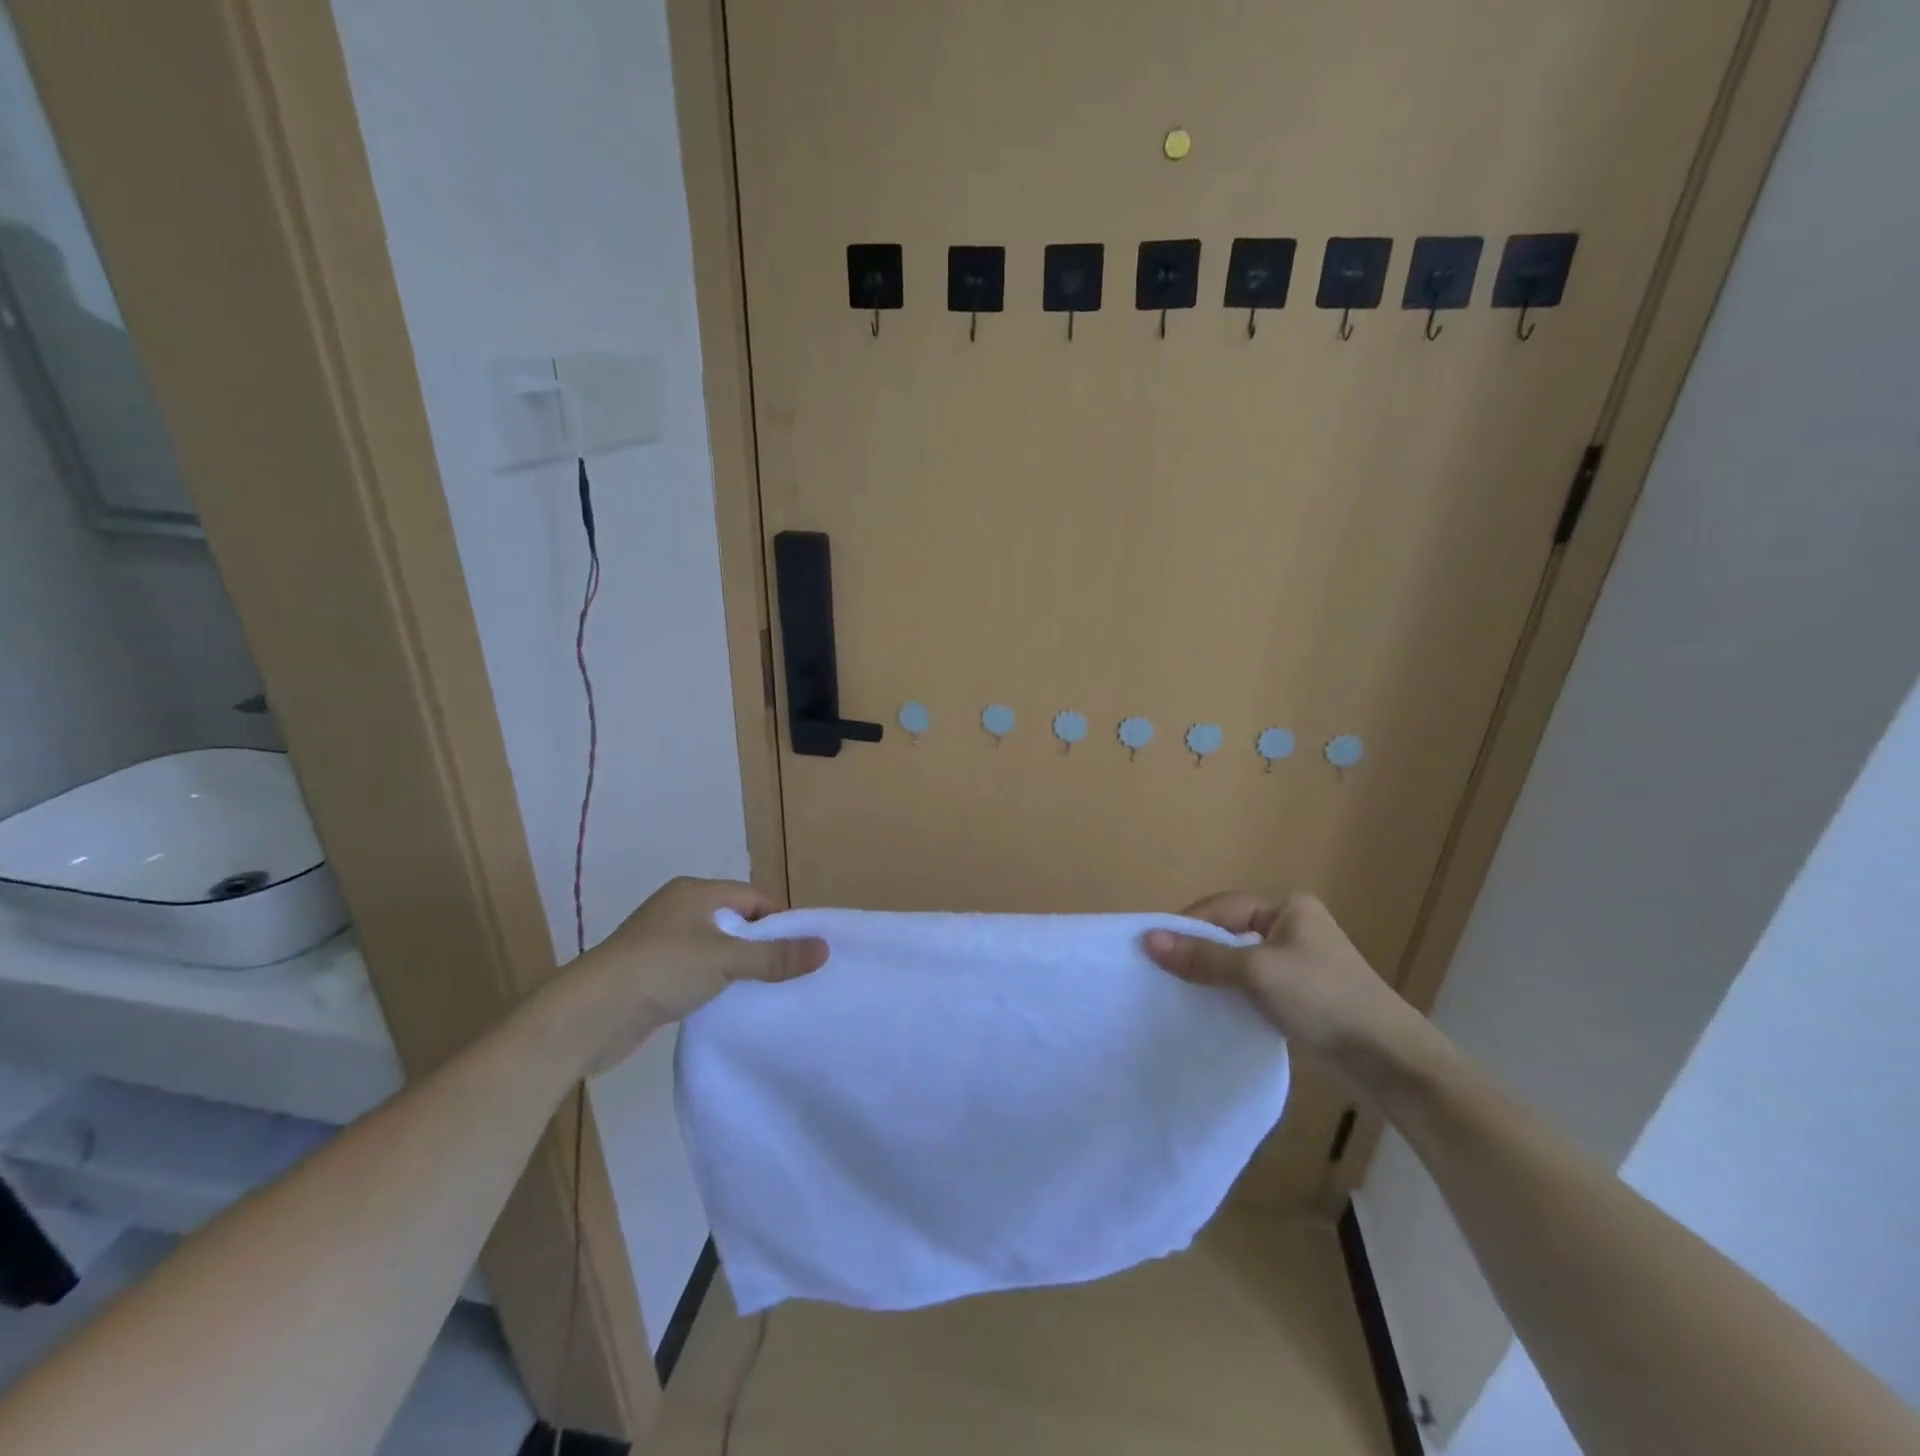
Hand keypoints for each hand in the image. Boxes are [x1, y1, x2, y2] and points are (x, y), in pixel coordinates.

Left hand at [563, 877, 827, 1071]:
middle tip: (788, 972)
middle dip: (760, 945)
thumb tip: (824, 949)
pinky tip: (726, 1004)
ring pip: (714, 948)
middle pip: (734, 921)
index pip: (752, 897)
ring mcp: (661, 942)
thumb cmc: (662, 969)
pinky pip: (695, 971)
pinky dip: (713, 983)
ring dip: (736, 967)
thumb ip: (775, 956)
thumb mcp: (726, 960)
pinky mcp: (650, 973)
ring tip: (764, 990)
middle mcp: (678, 909)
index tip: (801, 950)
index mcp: (695, 892)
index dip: (779, 921)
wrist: (590, 1014)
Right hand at [1143, 892, 1439, 1090]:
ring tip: (1179, 992)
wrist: (1389, 1061)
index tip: (1153, 951)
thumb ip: (1203, 956)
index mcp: (1287, 907)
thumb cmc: (1324, 1000)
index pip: (1222, 908)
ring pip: (1238, 961)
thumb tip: (1148, 940)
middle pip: (1228, 932)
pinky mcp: (1300, 995)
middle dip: (1196, 951)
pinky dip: (1230, 993)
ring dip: (1212, 975)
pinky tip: (1211, 1009)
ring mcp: (1297, 962)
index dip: (1186, 926)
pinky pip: (1252, 985)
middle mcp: (1291, 927)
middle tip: (1161, 973)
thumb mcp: (1257, 973)